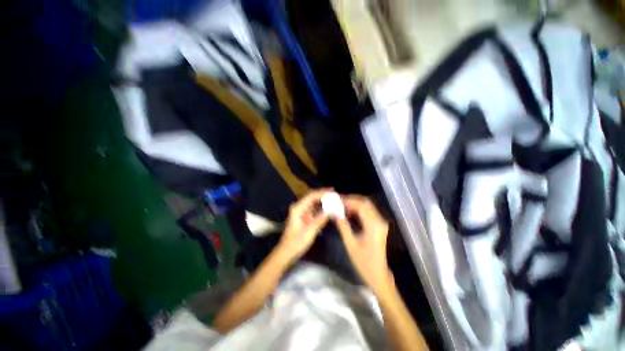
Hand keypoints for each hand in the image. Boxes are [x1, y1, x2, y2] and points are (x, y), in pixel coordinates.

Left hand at [277, 189, 331, 262]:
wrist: (286, 252)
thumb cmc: (296, 243)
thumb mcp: (309, 232)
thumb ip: (320, 219)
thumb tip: (332, 210)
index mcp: (298, 208)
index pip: (311, 196)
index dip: (322, 193)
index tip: (333, 193)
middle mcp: (299, 207)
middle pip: (312, 197)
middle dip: (323, 195)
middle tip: (335, 194)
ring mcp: (301, 211)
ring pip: (313, 202)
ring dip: (323, 200)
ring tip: (334, 199)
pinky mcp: (304, 216)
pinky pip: (314, 208)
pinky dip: (321, 207)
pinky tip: (328, 207)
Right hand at [336, 195, 392, 291]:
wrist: (378, 275)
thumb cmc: (364, 262)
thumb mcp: (350, 244)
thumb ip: (343, 226)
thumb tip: (334, 213)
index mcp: (374, 225)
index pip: (361, 205)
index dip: (348, 200)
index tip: (337, 200)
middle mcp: (379, 220)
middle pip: (365, 202)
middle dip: (351, 199)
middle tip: (338, 200)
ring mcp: (380, 222)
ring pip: (366, 206)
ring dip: (354, 204)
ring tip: (341, 205)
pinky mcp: (378, 225)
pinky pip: (367, 212)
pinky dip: (357, 210)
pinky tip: (347, 212)